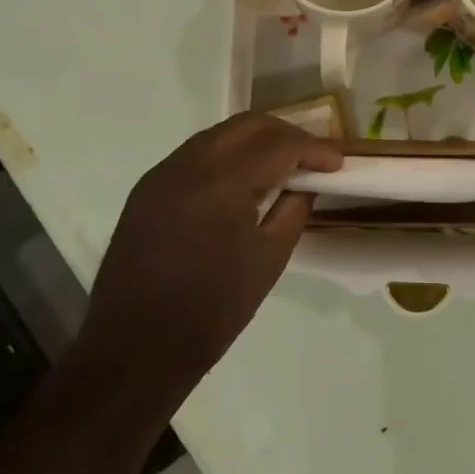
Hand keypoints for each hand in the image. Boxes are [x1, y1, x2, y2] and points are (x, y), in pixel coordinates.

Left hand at [83, 113, 340, 405]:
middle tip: (312, 158)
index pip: (278, 145)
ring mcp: (161, 174)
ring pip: (219, 134)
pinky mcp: (147, 189)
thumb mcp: (268, 261)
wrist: (136, 348)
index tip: (338, 163)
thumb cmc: (212, 311)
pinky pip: (196, 154)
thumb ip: (292, 211)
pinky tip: (243, 180)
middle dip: (286, 135)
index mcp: (221, 184)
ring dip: (255, 141)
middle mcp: (187, 165)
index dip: (314, 149)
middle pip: (247, 125)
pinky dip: (227, 155)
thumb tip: (305, 184)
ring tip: (282, 166)